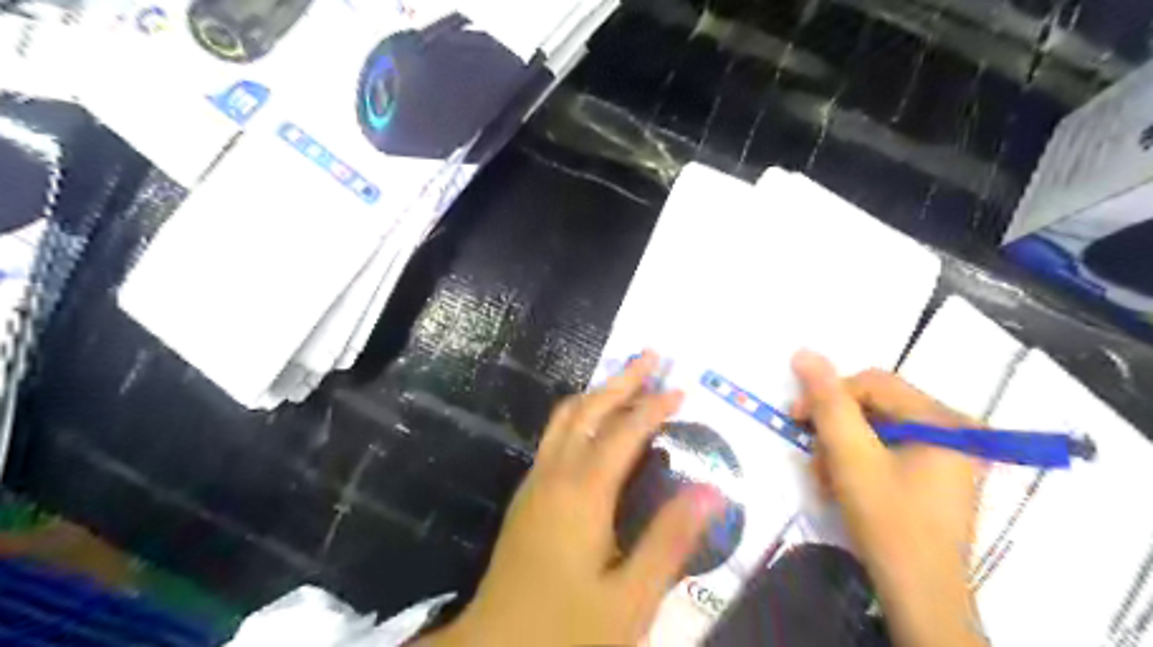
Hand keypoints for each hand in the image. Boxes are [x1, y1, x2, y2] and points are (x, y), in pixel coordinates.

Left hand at [421, 355, 723, 646]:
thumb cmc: (566, 630)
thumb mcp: (630, 599)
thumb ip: (669, 541)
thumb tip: (710, 490)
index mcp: (582, 493)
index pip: (624, 432)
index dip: (653, 406)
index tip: (680, 389)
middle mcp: (555, 474)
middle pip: (588, 409)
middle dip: (622, 380)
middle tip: (651, 356)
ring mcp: (535, 482)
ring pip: (565, 418)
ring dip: (598, 393)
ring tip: (626, 379)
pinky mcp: (527, 495)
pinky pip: (555, 436)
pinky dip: (581, 415)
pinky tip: (595, 424)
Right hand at [794, 350, 990, 646]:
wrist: (921, 598)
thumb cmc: (889, 523)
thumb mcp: (851, 458)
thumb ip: (828, 403)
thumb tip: (804, 352)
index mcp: (941, 420)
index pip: (872, 383)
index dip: (828, 395)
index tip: (795, 419)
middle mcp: (951, 431)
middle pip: (875, 407)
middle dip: (835, 431)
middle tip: (812, 457)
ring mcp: (946, 456)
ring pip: (876, 431)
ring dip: (841, 450)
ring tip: (825, 480)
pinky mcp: (934, 477)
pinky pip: (887, 452)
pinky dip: (858, 464)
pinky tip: (842, 487)